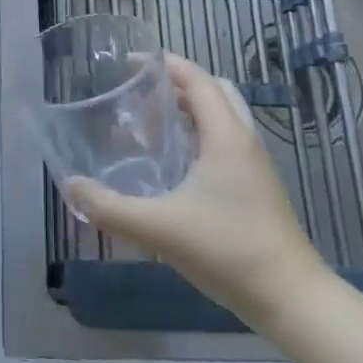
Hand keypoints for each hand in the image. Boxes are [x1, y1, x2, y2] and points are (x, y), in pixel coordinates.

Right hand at [65, 53, 327, 326]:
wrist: (291, 299)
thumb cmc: (227, 250)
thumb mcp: (159, 229)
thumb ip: (109, 207)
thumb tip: (70, 186)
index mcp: (225, 135)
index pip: (196, 78)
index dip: (164, 63)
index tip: (127, 64)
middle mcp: (243, 140)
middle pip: (214, 91)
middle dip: (177, 83)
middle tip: (140, 94)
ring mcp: (254, 165)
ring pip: (223, 117)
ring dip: (190, 110)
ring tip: (151, 124)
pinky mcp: (257, 187)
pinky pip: (225, 142)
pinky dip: (200, 136)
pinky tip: (174, 165)